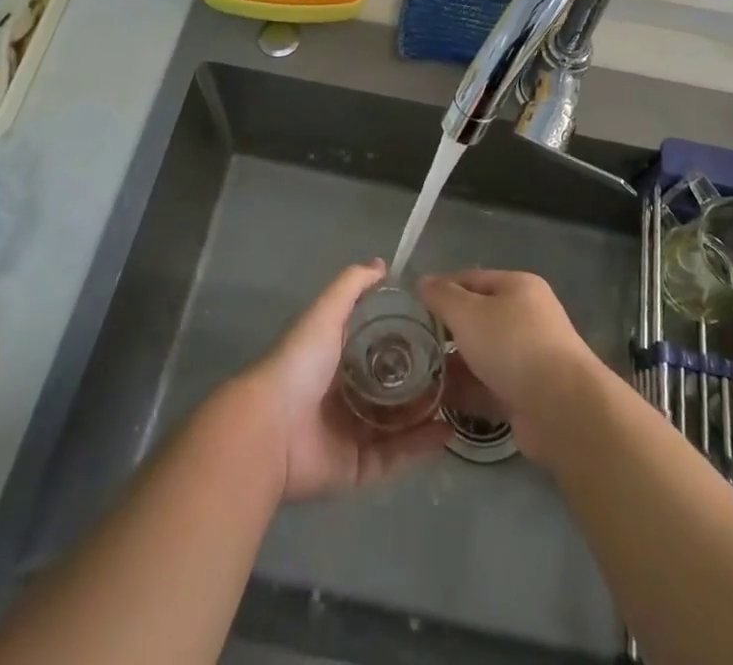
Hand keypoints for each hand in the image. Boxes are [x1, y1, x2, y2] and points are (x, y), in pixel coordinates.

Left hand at [239, 260, 449, 501]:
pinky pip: (395, 457)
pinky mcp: (357, 468)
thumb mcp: (326, 312)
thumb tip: (382, 263)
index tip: (436, 330)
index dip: (403, 338)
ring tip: (460, 399)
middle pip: (390, 387)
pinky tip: (447, 430)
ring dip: (427, 413)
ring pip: (398, 424)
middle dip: (420, 380)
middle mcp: (344, 396)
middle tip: (455, 368)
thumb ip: (352, 286)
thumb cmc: (300, 363)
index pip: (375, 347)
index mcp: (335, 359)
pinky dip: (420, 446)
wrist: (271, 428)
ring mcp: (351, 433)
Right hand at [417, 269, 610, 463]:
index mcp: (517, 287)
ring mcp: (528, 358)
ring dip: (453, 366)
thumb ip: (442, 296)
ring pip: (482, 356)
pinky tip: (438, 401)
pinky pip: (489, 387)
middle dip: (446, 332)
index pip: (471, 280)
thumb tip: (423, 281)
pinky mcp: (527, 395)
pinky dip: (467, 392)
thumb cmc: (512, 345)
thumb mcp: (468, 313)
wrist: (562, 409)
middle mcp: (526, 318)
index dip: (442, 290)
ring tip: (418, 377)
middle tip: (412, 346)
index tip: (412, 309)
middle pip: (477, 319)